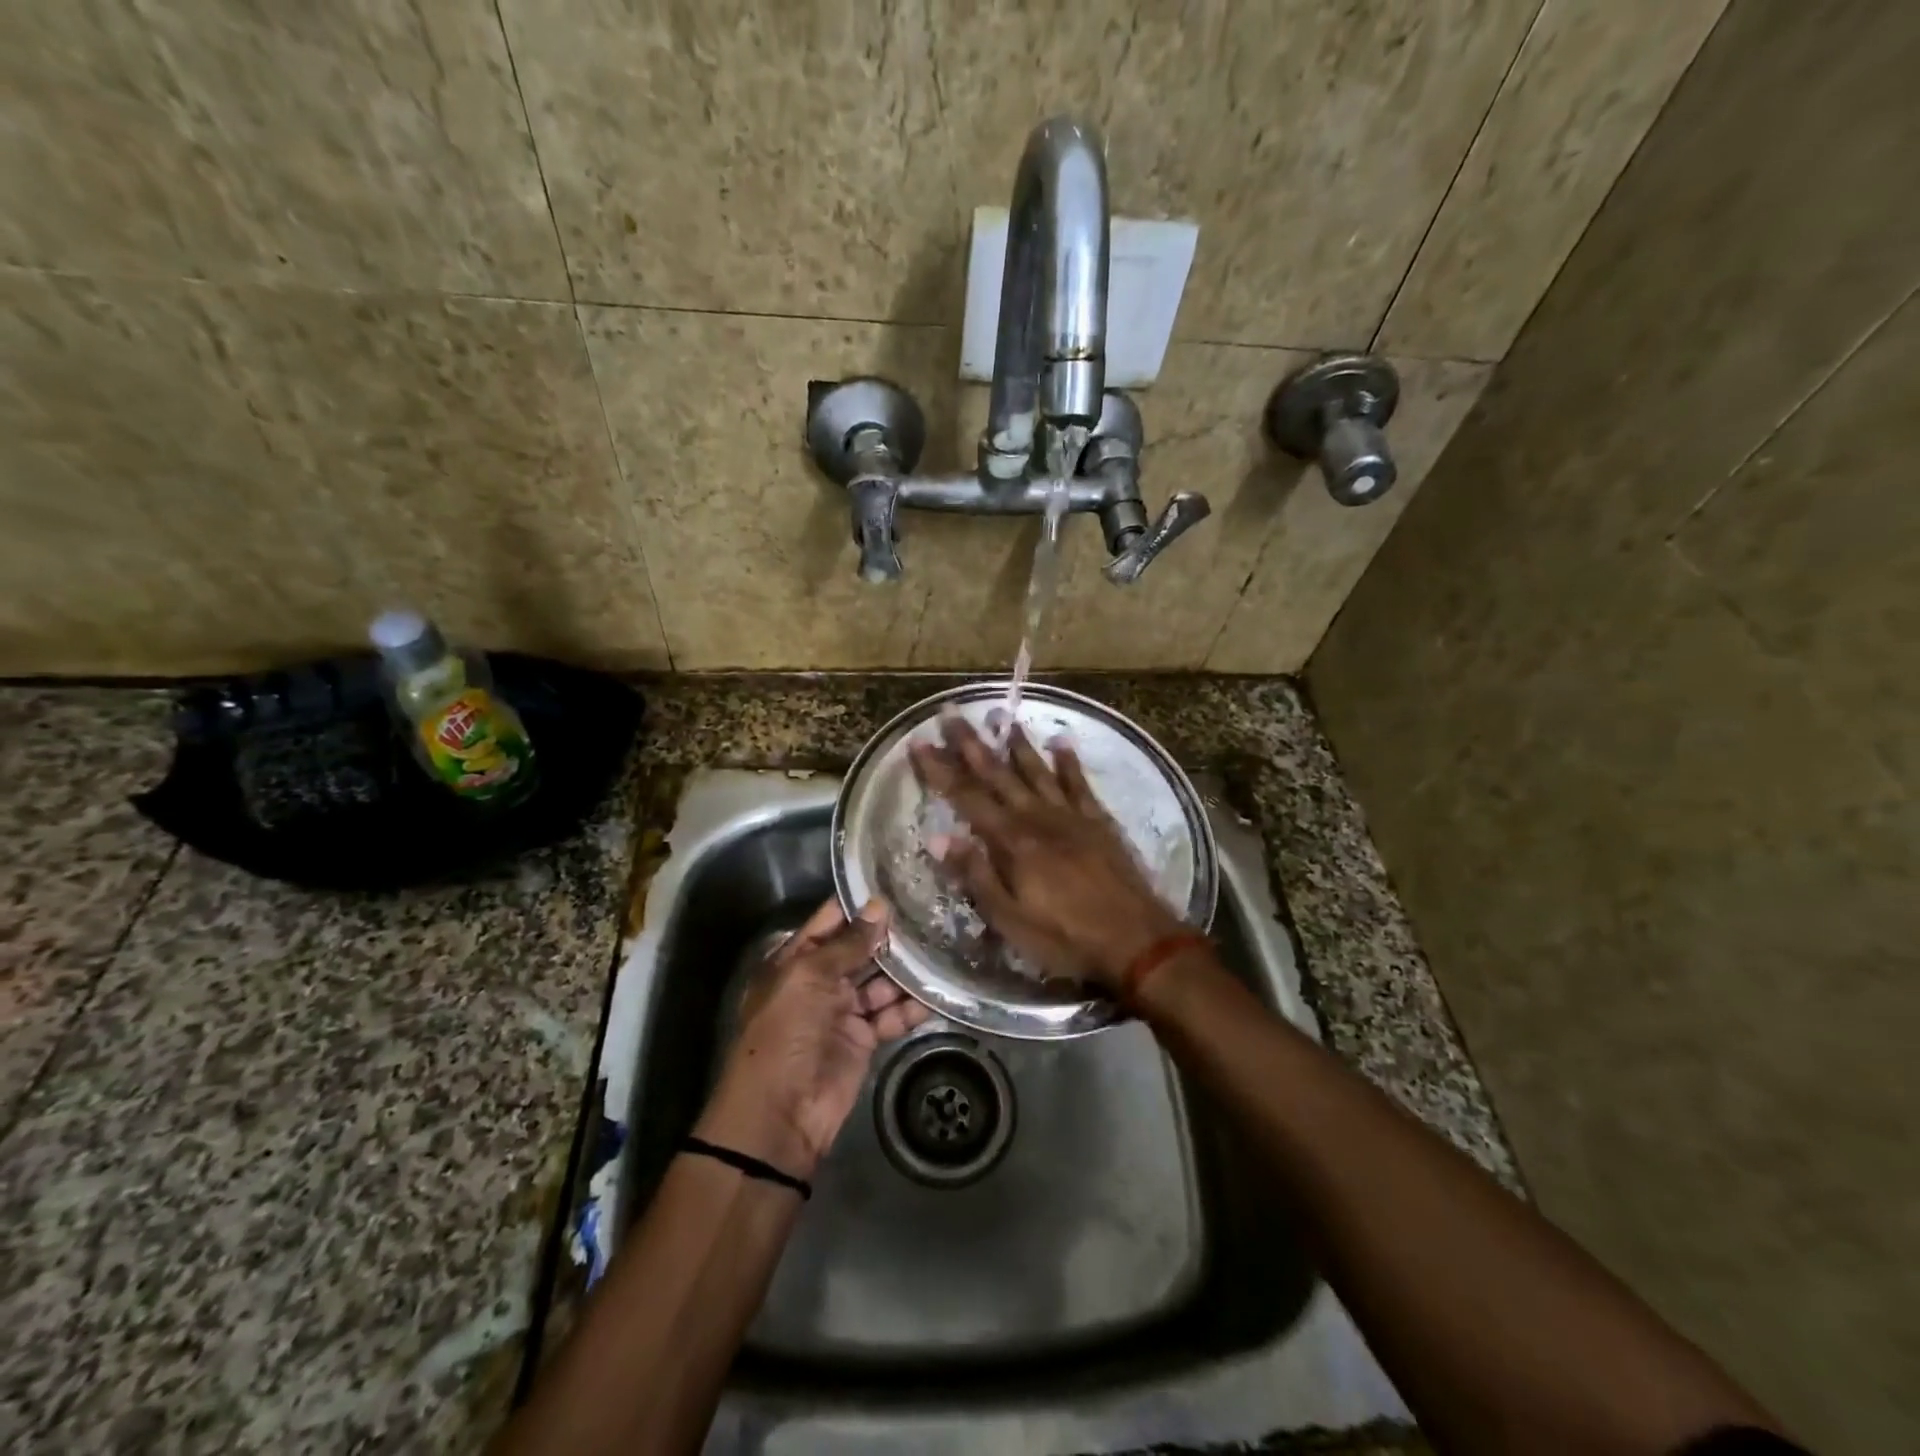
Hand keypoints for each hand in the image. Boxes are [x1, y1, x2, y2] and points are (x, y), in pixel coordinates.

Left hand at [700, 898, 929, 1179]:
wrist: (779, 1115)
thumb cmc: (785, 1033)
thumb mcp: (808, 978)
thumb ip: (847, 944)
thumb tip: (879, 906)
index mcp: (797, 960)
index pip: (832, 921)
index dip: (861, 904)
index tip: (899, 882)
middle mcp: (821, 980)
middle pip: (862, 949)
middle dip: (892, 936)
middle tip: (934, 912)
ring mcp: (843, 1010)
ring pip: (882, 981)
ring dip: (908, 970)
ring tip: (944, 947)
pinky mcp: (864, 1039)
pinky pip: (892, 1014)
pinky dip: (912, 1006)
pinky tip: (939, 991)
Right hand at [908, 714, 1187, 988]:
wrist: (1135, 940)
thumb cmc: (1064, 937)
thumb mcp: (1009, 919)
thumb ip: (975, 875)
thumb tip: (938, 836)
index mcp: (1012, 841)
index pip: (966, 797)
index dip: (940, 770)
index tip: (919, 743)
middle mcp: (1038, 817)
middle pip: (998, 774)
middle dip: (971, 745)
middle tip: (951, 716)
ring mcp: (1071, 815)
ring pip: (1036, 770)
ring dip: (1016, 744)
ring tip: (1000, 717)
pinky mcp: (1098, 821)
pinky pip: (1079, 783)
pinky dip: (1068, 762)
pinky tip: (1062, 742)